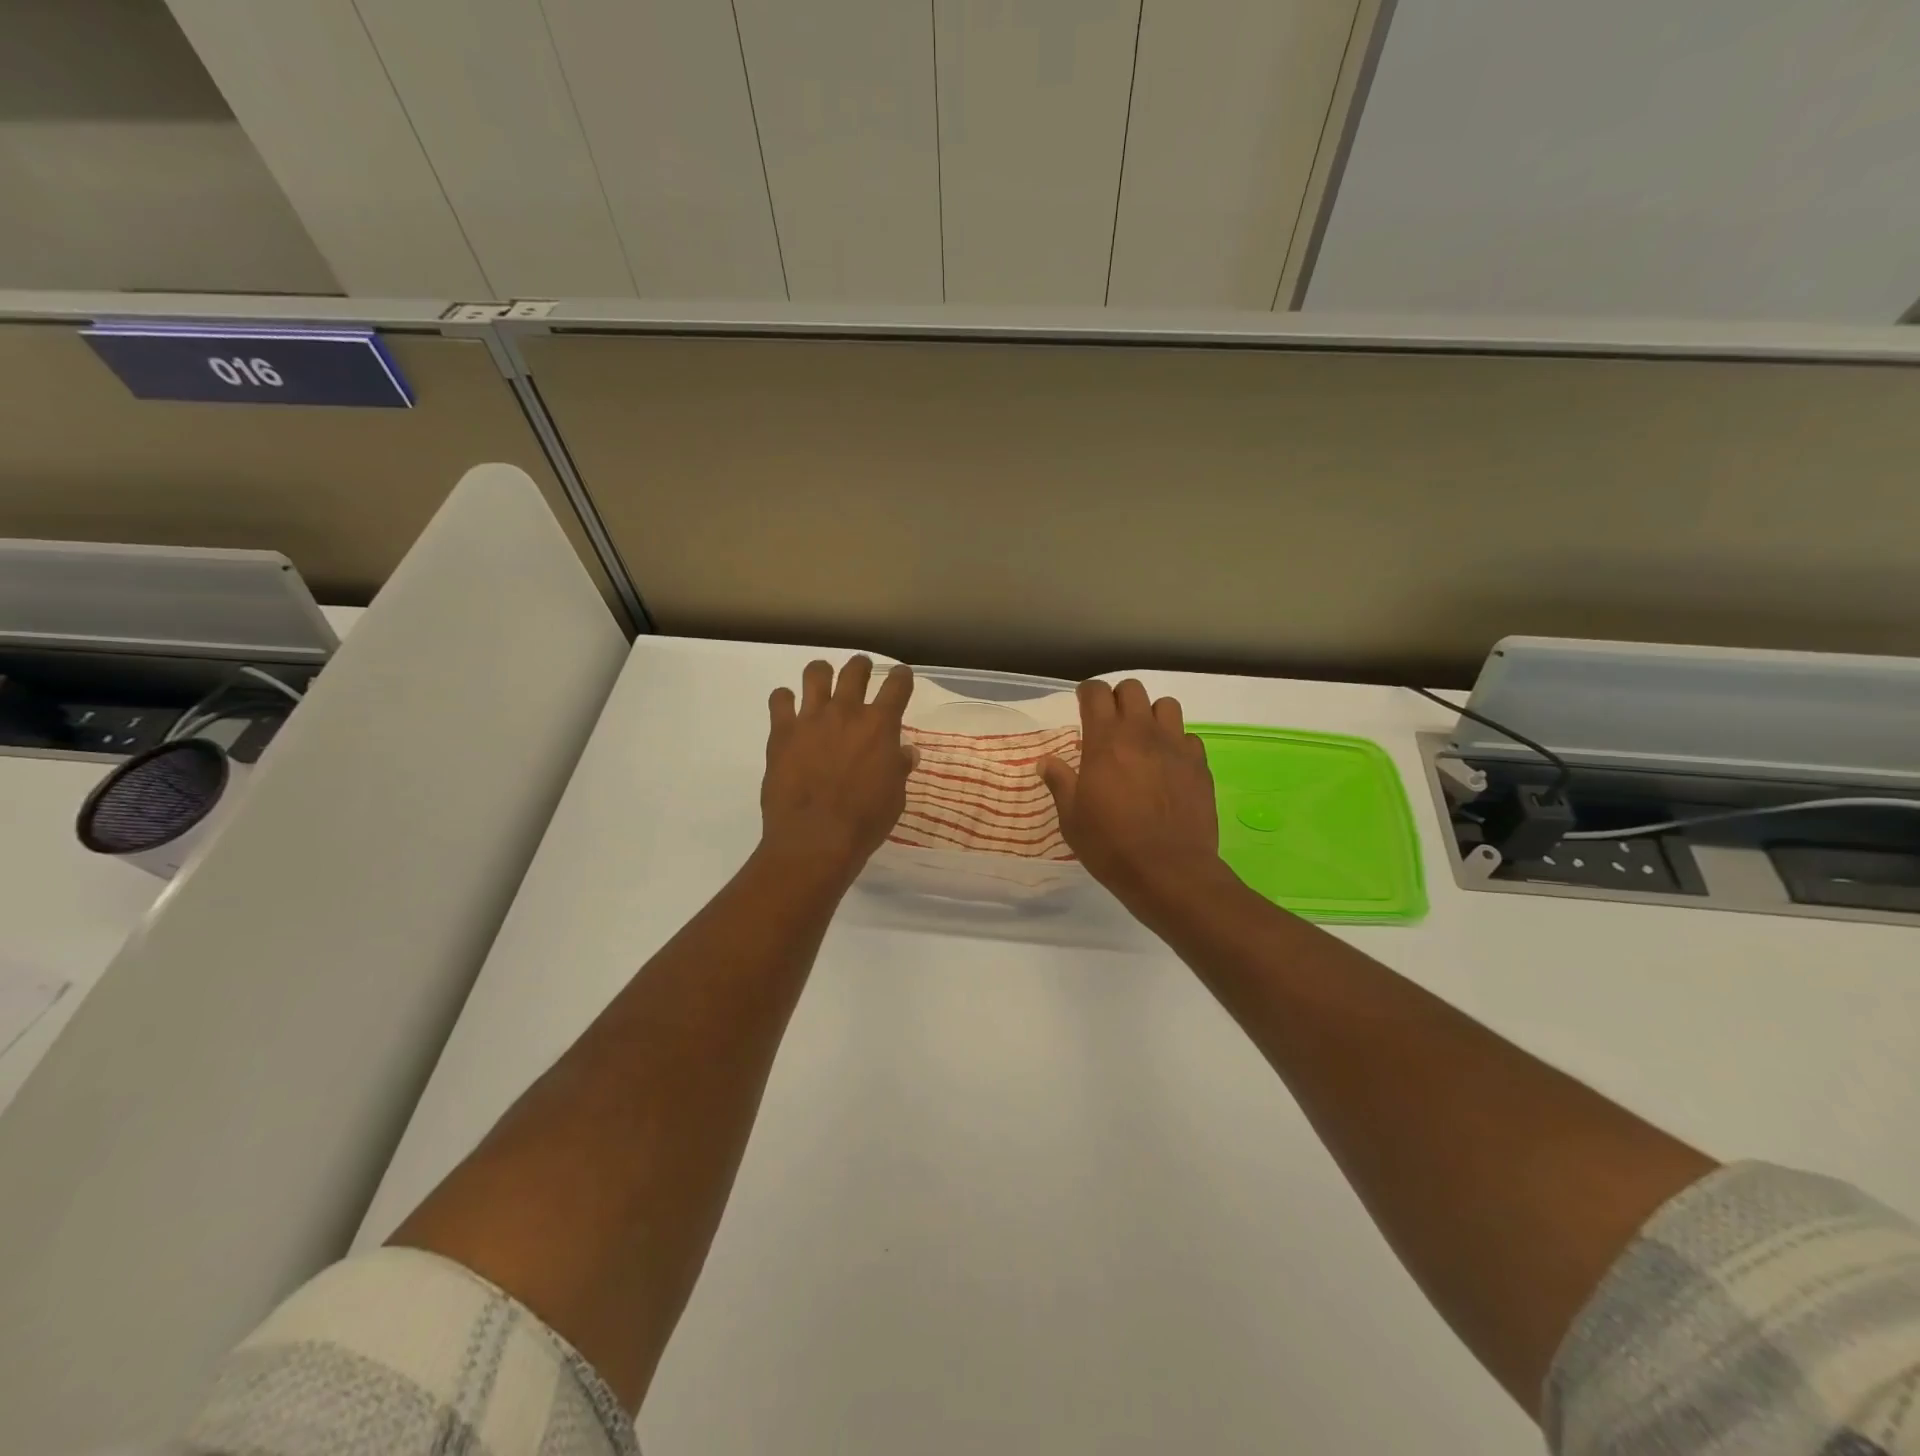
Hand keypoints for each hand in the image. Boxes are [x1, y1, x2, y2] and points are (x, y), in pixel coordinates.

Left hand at [760, 656, 915, 887]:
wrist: (815, 838)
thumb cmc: (865, 821)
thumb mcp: (894, 796)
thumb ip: (898, 767)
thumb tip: (904, 752)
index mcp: (880, 725)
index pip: (897, 685)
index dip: (901, 677)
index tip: (901, 677)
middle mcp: (847, 712)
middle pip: (855, 670)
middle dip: (861, 666)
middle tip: (862, 671)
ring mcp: (811, 718)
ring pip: (815, 673)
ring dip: (822, 673)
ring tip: (822, 680)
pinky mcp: (782, 732)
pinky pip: (779, 700)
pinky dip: (785, 700)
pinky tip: (788, 709)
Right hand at [1039, 679, 1229, 918]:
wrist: (1168, 871)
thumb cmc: (1110, 844)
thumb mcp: (1072, 818)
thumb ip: (1060, 782)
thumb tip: (1047, 761)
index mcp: (1105, 740)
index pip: (1096, 692)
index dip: (1087, 693)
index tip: (1081, 704)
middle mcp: (1142, 733)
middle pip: (1132, 689)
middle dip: (1118, 698)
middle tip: (1110, 722)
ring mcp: (1175, 747)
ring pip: (1166, 705)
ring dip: (1151, 714)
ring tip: (1143, 738)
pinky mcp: (1199, 765)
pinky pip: (1188, 738)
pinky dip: (1176, 744)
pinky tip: (1168, 765)